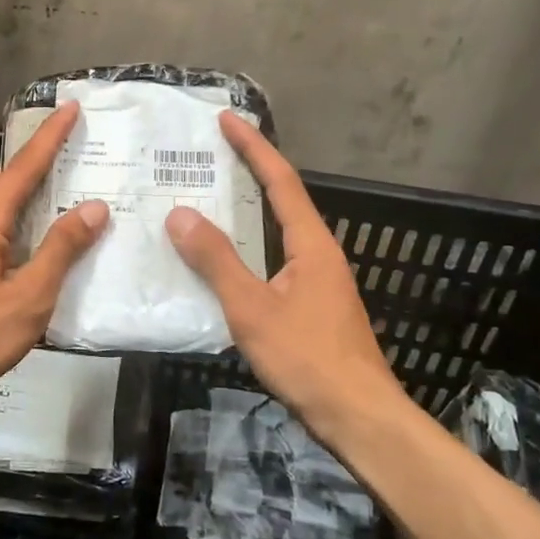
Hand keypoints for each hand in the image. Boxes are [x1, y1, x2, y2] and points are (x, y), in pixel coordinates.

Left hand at [0, 102, 109, 417]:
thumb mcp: (29, 297)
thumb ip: (60, 250)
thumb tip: (93, 207)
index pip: (22, 170)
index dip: (48, 138)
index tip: (69, 108)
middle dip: (19, 167)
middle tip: (53, 174)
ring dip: (11, 199)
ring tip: (47, 215)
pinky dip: (5, 230)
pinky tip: (26, 259)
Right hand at [166, 112, 403, 423]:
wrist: (359, 418)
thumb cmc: (309, 359)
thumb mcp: (253, 308)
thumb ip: (217, 261)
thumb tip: (180, 214)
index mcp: (311, 244)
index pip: (280, 181)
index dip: (253, 147)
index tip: (227, 120)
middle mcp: (319, 254)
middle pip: (281, 200)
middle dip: (248, 173)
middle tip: (207, 157)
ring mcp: (317, 281)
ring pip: (276, 233)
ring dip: (245, 213)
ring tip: (205, 203)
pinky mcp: (311, 306)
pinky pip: (273, 260)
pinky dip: (246, 248)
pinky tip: (221, 265)